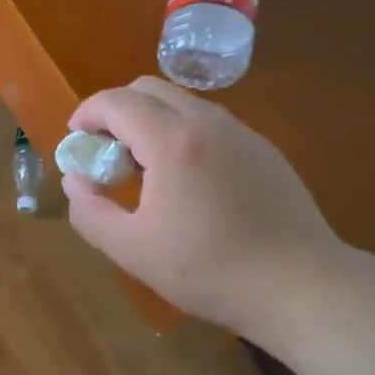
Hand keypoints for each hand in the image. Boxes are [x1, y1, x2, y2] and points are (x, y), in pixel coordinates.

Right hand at [63, 78, 344, 341]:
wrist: (299, 286)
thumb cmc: (208, 269)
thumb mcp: (131, 250)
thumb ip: (89, 212)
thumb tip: (75, 181)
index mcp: (171, 141)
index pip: (116, 101)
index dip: (86, 113)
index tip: (76, 139)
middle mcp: (207, 122)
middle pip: (149, 88)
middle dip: (117, 111)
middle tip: (108, 154)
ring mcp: (241, 133)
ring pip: (182, 103)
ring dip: (151, 121)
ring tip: (145, 170)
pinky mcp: (264, 150)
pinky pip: (210, 124)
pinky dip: (182, 134)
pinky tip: (188, 182)